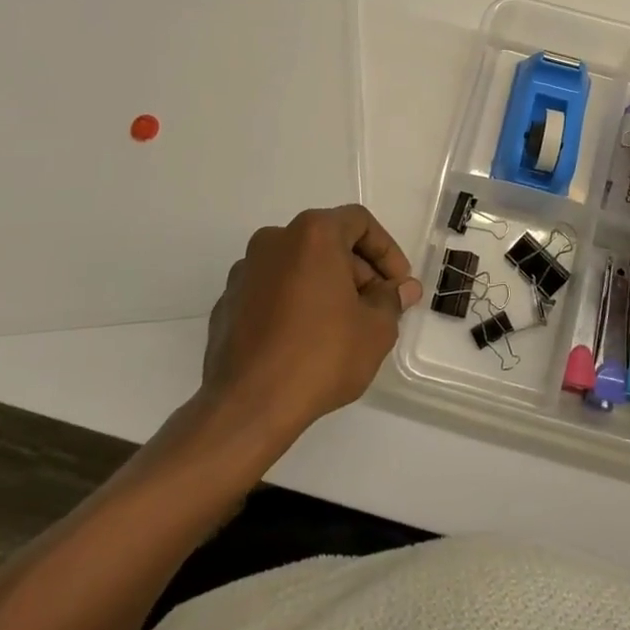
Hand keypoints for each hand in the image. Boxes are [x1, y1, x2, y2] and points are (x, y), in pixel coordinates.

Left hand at [200, 205, 423, 438]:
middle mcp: (273, 241)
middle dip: (357, 271)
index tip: (397, 285)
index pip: (359, 222)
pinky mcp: (227, 303)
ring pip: (298, 266)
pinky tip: (305, 341)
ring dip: (325, 286)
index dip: (386, 251)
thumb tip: (402, 289)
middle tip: (376, 309)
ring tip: (343, 327)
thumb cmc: (321, 356)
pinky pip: (272, 291)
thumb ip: (391, 300)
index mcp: (312, 234)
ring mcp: (244, 272)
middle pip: (327, 242)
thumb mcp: (375, 329)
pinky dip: (294, 303)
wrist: (247, 406)